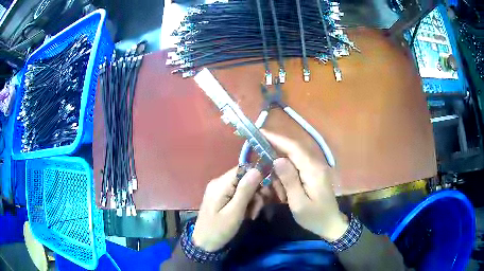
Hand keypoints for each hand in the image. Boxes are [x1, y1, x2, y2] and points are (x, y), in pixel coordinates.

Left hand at [192, 167, 261, 251]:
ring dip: (253, 200)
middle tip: (258, 209)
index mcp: (221, 184)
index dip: (257, 177)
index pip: (243, 169)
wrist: (204, 243)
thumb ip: (245, 190)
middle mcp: (220, 183)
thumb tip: (257, 170)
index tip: (266, 192)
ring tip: (252, 215)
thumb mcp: (235, 212)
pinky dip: (246, 204)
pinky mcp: (222, 197)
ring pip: (244, 188)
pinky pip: (238, 195)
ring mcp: (220, 190)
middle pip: (245, 178)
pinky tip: (247, 215)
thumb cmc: (219, 229)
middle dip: (256, 192)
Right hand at [262, 130, 348, 241]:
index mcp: (313, 170)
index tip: (260, 133)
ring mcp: (316, 168)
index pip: (294, 148)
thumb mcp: (299, 203)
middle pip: (294, 149)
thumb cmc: (314, 217)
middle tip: (259, 156)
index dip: (277, 139)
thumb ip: (289, 180)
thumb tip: (277, 159)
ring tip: (277, 188)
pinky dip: (286, 174)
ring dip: (281, 168)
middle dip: (275, 150)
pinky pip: (297, 166)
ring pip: (294, 158)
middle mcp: (316, 164)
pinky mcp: (314, 173)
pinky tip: (282, 188)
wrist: (331, 224)